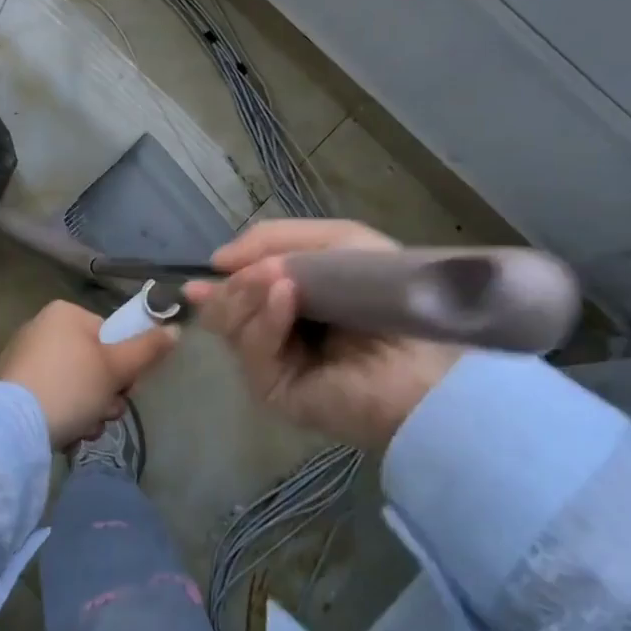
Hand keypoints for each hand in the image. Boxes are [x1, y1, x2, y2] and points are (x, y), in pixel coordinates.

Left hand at [0, 300, 180, 448]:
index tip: (126, 387)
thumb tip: (175, 329)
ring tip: (86, 428)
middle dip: (106, 393)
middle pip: (93, 362)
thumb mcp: (117, 367)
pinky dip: (64, 414)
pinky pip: (51, 396)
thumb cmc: (71, 386)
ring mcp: (24, 358)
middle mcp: (41, 328)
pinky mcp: (12, 387)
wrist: (13, 426)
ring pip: (75, 384)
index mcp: (64, 313)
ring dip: (89, 409)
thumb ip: (148, 348)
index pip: (109, 335)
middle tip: (106, 412)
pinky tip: (67, 434)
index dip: (124, 364)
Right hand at [183, 219, 463, 450]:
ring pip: (231, 324)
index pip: (239, 291)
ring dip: (249, 293)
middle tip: (260, 272)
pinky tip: (286, 297)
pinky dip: (266, 319)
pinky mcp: (275, 392)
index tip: (202, 273)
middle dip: (237, 284)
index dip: (221, 281)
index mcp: (293, 302)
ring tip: (279, 279)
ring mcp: (274, 365)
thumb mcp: (336, 241)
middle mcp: (278, 334)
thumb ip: (274, 238)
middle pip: (226, 307)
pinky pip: (254, 349)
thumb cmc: (388, 290)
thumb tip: (216, 262)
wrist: (428, 356)